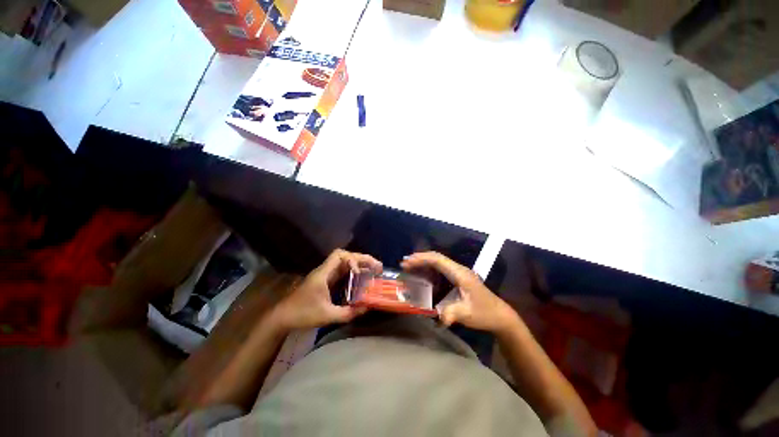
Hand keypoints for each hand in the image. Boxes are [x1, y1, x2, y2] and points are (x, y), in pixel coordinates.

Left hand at [272, 249, 381, 330]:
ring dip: (359, 265)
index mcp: (324, 273)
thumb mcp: (327, 316)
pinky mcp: (325, 281)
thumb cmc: (303, 314)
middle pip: (346, 256)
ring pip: (345, 263)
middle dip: (362, 259)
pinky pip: (342, 272)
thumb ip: (348, 313)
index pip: (339, 255)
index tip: (359, 272)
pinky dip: (353, 272)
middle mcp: (325, 270)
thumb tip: (367, 308)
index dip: (352, 259)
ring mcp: (325, 275)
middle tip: (378, 266)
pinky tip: (361, 278)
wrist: (282, 317)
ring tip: (374, 270)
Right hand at [401, 252, 517, 333]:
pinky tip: (422, 276)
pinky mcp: (458, 279)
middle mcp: (458, 270)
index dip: (422, 259)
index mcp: (460, 274)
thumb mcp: (468, 314)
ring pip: (438, 263)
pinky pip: (440, 270)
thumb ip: (453, 313)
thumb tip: (438, 318)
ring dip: (423, 264)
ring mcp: (458, 274)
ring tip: (409, 268)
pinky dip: (429, 270)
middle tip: (404, 264)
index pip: (438, 260)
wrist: (500, 316)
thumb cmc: (484, 313)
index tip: (408, 261)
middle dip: (420, 259)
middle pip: (436, 258)